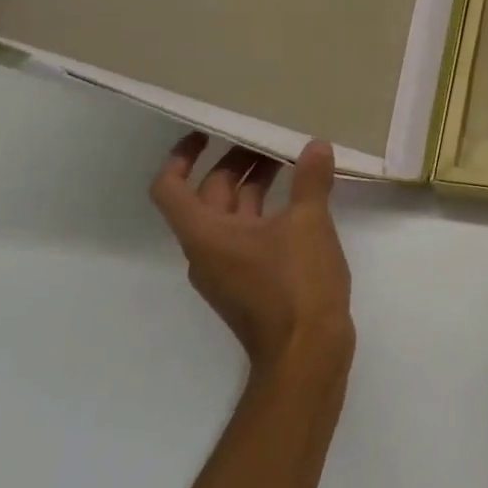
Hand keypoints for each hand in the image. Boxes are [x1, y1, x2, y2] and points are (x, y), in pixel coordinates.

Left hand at [150, 134, 352, 375]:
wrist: (306, 354)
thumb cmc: (296, 285)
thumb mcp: (308, 224)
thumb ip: (311, 181)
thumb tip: (316, 146)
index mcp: (206, 234)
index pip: (171, 188)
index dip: (181, 157)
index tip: (206, 133)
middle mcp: (208, 251)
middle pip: (208, 196)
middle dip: (234, 163)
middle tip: (267, 139)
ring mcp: (230, 269)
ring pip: (233, 215)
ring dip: (254, 185)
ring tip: (290, 162)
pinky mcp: (251, 283)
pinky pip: (250, 234)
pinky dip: (267, 210)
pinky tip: (301, 201)